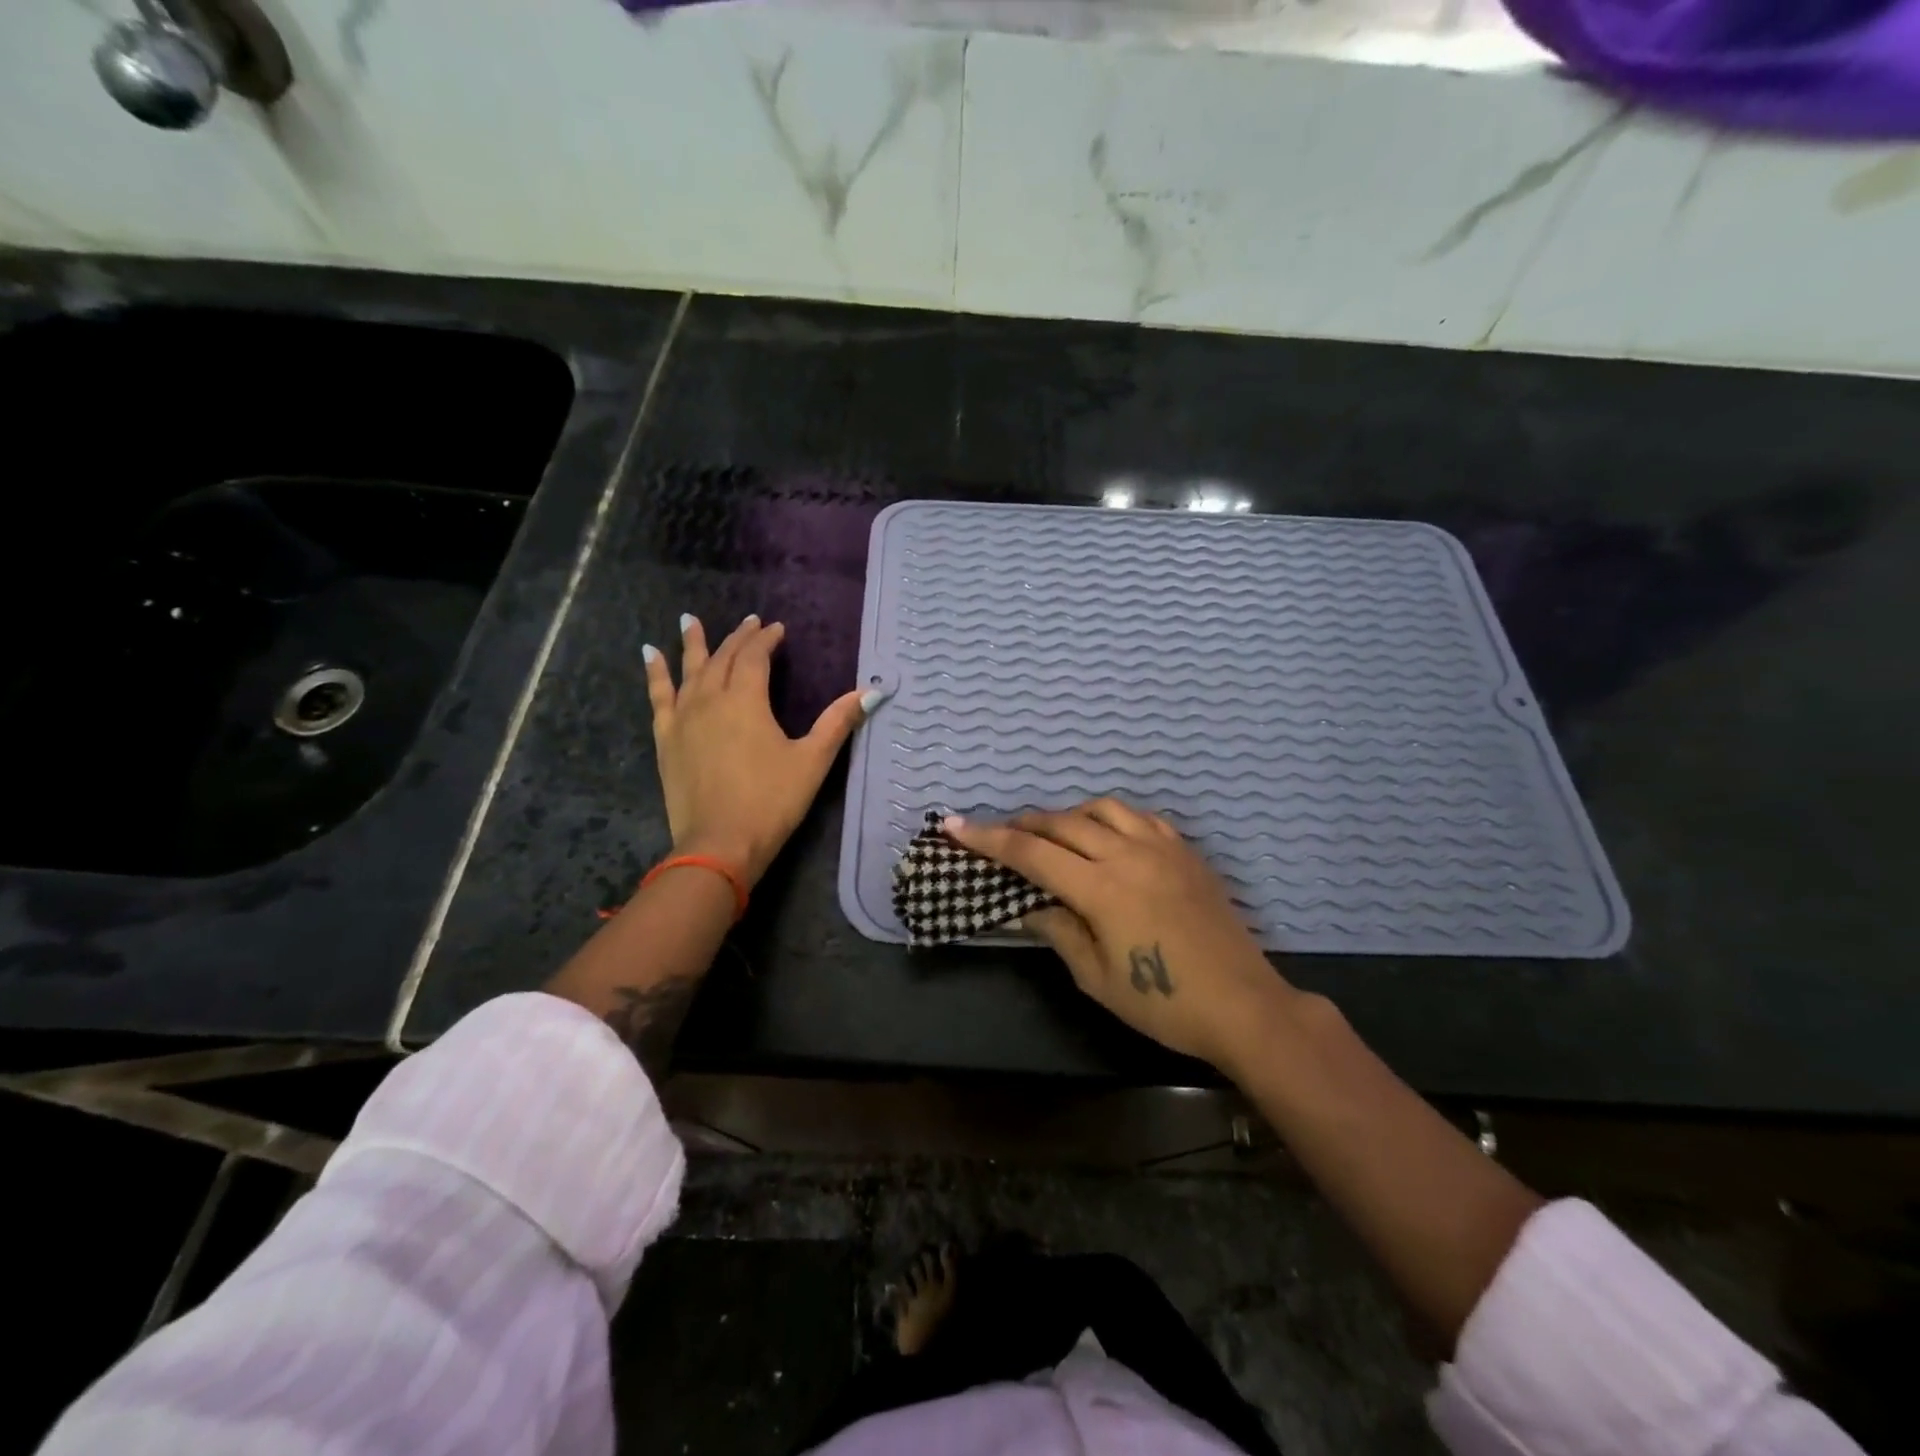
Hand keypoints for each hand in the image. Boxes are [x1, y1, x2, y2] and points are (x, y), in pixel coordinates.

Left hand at [646, 612, 872, 885]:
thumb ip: (838, 722)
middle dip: (738, 637)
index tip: (777, 629)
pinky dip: (655, 673)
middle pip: (723, 658)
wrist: (719, 844)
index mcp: (746, 700)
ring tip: (689, 620)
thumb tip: (872, 692)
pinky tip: (649, 655)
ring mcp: (683, 718)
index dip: (767, 639)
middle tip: (749, 621)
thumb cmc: (771, 801)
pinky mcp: (666, 738)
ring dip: (693, 643)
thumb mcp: (812, 761)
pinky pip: (658, 695)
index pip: (755, 656)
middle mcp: (711, 699)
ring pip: (688, 670)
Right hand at [945, 799, 1294, 1066]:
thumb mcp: (1097, 977)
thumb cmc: (1164, 1003)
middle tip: (1000, 834)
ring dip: (1067, 815)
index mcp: (1101, 888)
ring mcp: (1161, 847)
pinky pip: (1140, 817)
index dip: (988, 839)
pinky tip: (1106, 836)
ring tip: (1052, 834)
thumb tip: (1026, 903)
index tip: (954, 825)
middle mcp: (1128, 854)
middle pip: (1062, 823)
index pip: (1031, 853)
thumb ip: (1058, 930)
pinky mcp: (1186, 851)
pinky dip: (1111, 818)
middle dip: (1023, 824)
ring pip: (1101, 809)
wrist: (1243, 1005)